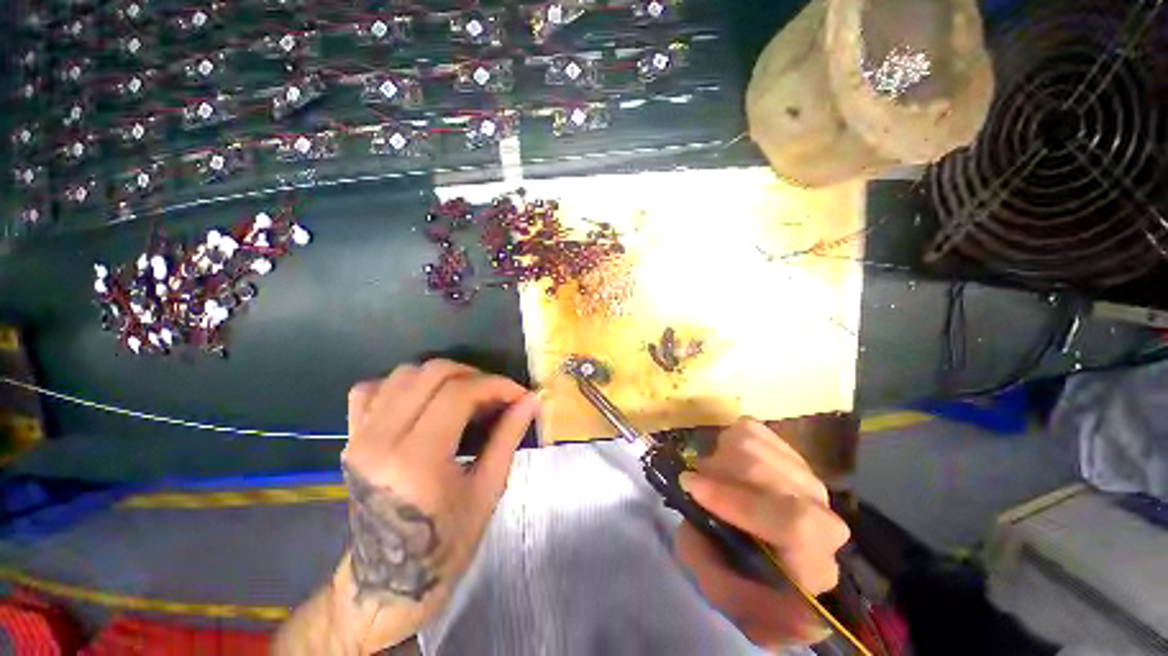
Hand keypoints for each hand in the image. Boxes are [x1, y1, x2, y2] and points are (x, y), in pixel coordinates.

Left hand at [333, 360, 539, 652]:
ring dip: (443, 377)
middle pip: (432, 373)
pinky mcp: (350, 439)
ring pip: (404, 374)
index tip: (519, 395)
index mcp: (416, 460)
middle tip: (496, 396)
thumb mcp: (487, 490)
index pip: (459, 393)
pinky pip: (371, 389)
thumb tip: (531, 400)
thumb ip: (508, 436)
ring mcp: (359, 437)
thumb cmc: (445, 545)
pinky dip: (403, 385)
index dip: (496, 385)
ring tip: (467, 397)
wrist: (388, 582)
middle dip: (474, 376)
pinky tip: (423, 401)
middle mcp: (380, 440)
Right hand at [673, 418, 850, 649]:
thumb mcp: (717, 587)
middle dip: (719, 471)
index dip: (737, 501)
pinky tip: (727, 463)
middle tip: (697, 483)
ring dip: (719, 457)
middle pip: (767, 470)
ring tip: (713, 478)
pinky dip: (726, 441)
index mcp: (813, 565)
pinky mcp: (791, 453)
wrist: (761, 557)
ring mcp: (807, 479)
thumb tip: (702, 505)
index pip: (793, 524)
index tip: (691, 487)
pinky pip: (750, 428)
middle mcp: (823, 517)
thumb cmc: (738, 576)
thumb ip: (714, 568)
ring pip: (754, 443)